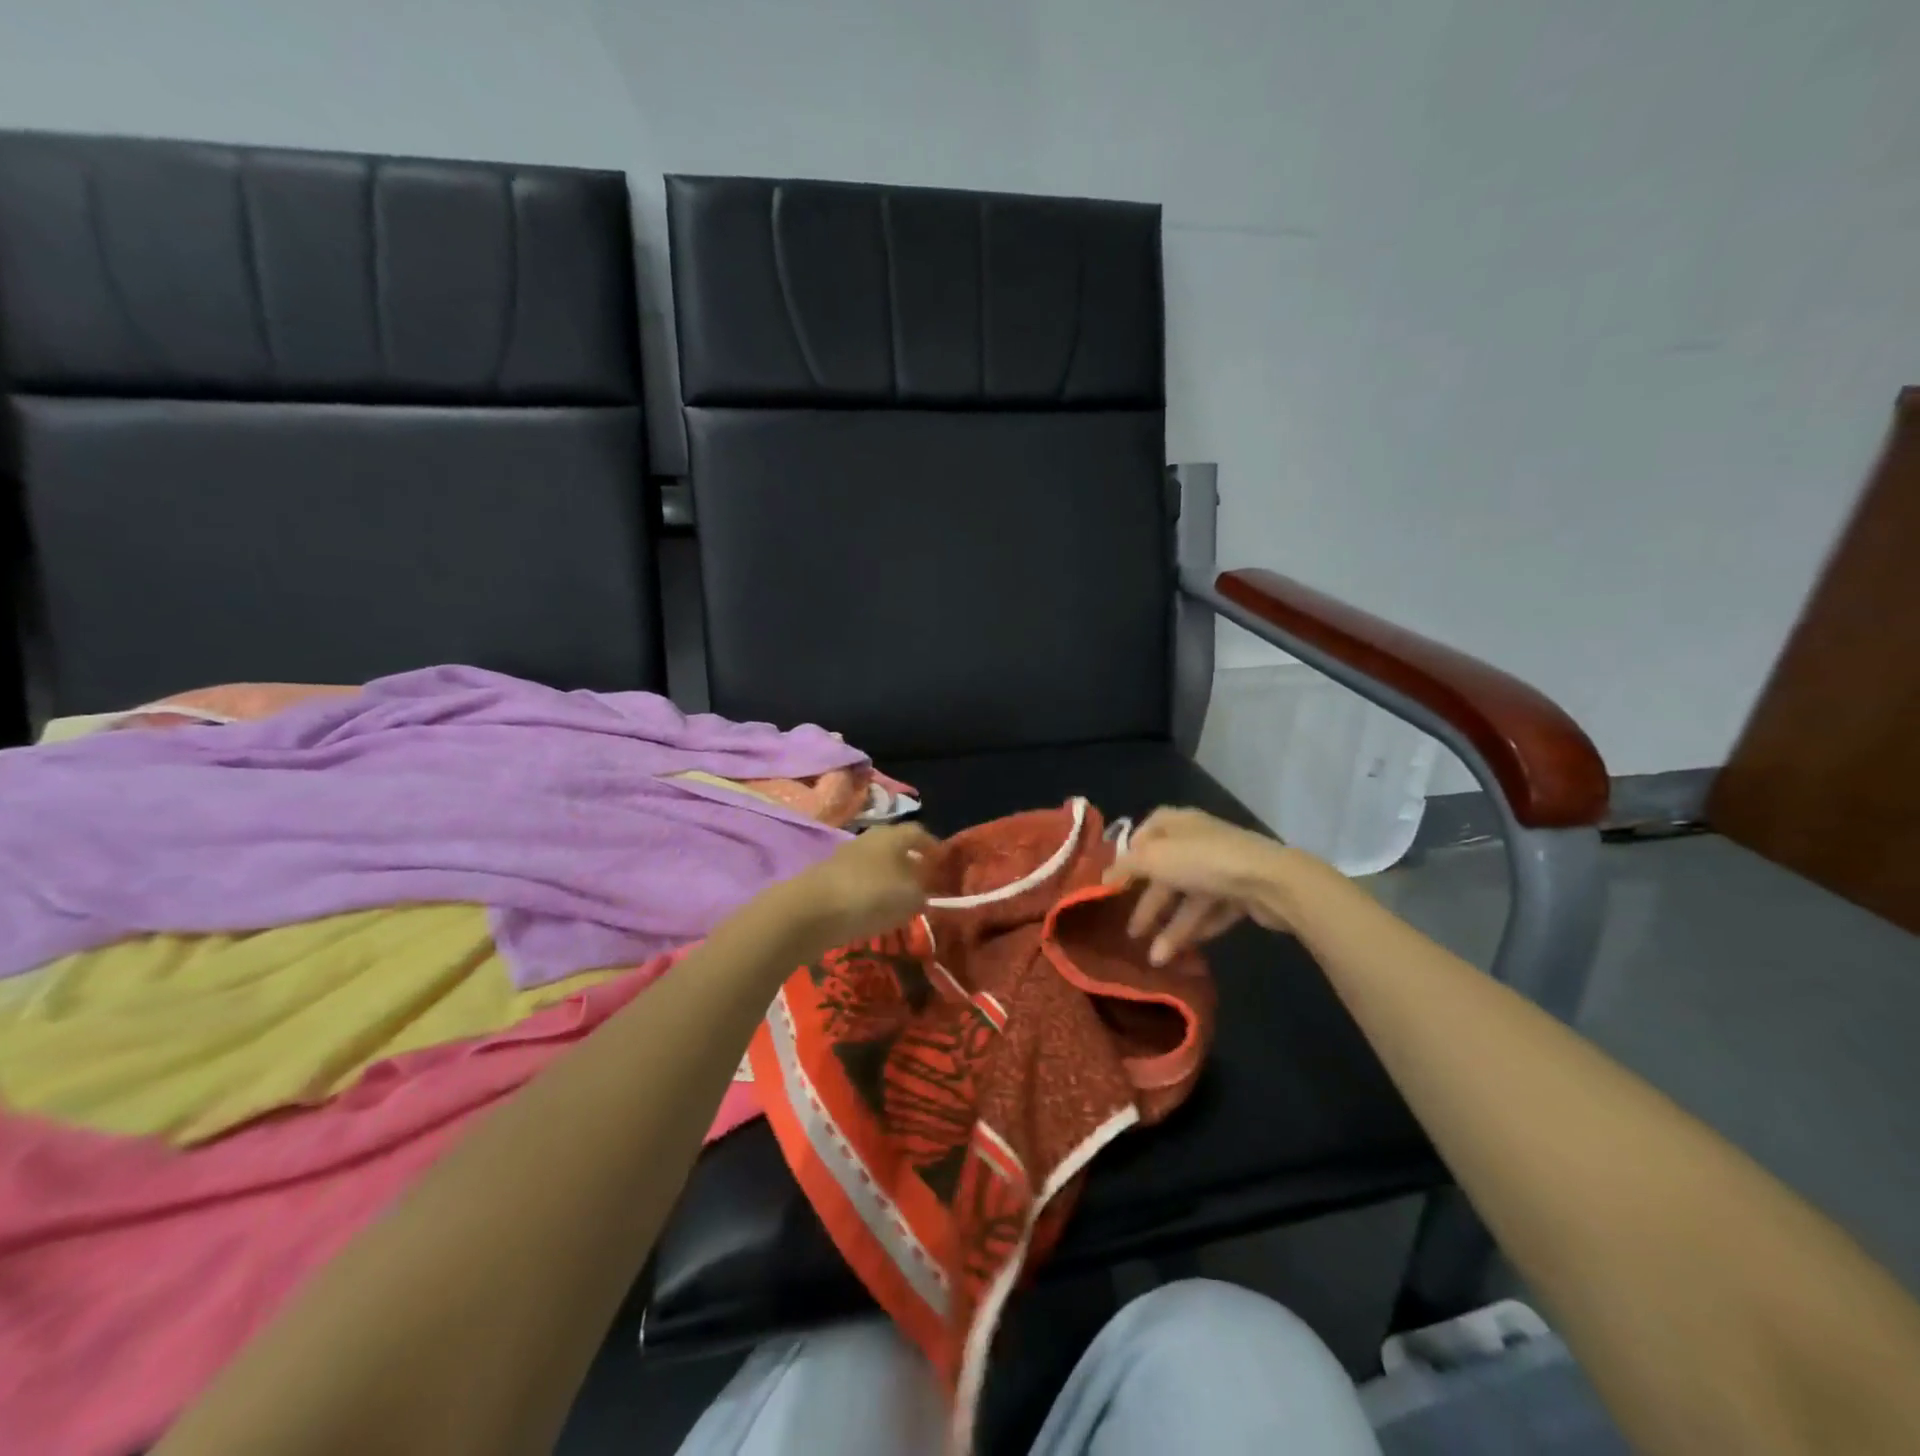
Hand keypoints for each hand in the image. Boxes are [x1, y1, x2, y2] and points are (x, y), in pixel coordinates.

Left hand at [779, 824, 936, 953]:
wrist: (810, 912)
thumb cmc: (870, 896)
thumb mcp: (909, 898)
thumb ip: (922, 894)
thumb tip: (923, 893)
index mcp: (892, 835)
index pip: (919, 833)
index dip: (933, 847)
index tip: (943, 865)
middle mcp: (869, 840)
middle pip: (895, 848)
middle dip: (910, 864)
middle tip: (923, 885)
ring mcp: (845, 858)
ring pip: (876, 865)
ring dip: (888, 881)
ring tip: (899, 903)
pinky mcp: (828, 879)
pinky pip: (858, 883)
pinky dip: (869, 894)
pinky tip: (873, 913)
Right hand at [1103, 807, 1303, 964]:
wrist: (1269, 881)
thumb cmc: (1203, 861)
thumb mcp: (1154, 859)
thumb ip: (1126, 867)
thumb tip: (1102, 877)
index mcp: (1178, 824)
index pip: (1148, 831)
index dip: (1131, 854)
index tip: (1116, 880)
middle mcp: (1198, 842)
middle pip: (1165, 872)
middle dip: (1149, 904)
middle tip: (1132, 932)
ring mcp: (1222, 868)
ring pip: (1188, 897)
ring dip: (1171, 927)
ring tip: (1156, 958)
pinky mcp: (1241, 893)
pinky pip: (1211, 912)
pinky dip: (1197, 929)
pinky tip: (1183, 952)